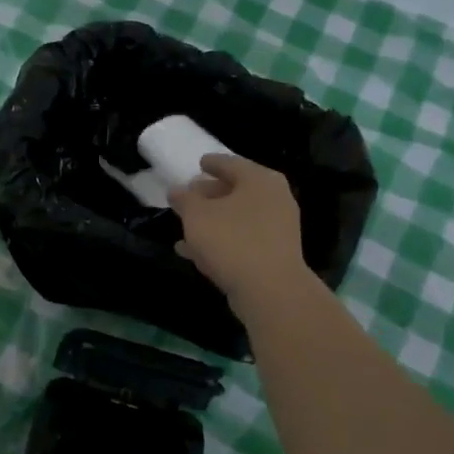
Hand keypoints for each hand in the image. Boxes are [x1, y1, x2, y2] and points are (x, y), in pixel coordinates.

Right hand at [170, 154, 312, 308]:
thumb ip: (184, 199)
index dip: (212, 163)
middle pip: (237, 190)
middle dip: (211, 193)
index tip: (199, 163)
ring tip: (186, 224)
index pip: (231, 163)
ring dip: (213, 220)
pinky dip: (220, 240)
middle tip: (190, 194)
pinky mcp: (273, 254)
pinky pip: (242, 240)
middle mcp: (274, 199)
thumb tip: (177, 189)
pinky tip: (194, 251)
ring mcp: (277, 228)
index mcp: (260, 180)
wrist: (270, 290)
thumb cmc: (231, 240)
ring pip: (238, 217)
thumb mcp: (197, 215)